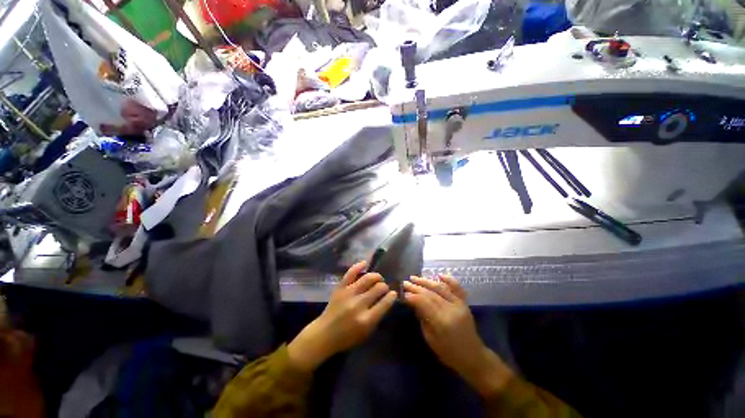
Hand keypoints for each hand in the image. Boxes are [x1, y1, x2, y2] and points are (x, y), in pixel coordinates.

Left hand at [288, 261, 396, 371]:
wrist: (324, 334)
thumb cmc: (347, 337)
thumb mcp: (366, 333)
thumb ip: (377, 316)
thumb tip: (387, 300)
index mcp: (366, 319)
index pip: (385, 303)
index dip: (392, 296)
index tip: (394, 293)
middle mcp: (358, 304)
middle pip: (378, 288)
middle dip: (384, 286)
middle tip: (384, 288)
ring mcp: (348, 294)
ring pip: (367, 278)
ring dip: (376, 276)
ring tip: (378, 279)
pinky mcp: (340, 288)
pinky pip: (350, 273)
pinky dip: (358, 266)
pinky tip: (365, 263)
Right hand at [404, 275, 514, 396]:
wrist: (473, 356)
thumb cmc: (448, 352)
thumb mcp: (430, 338)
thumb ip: (422, 318)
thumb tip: (413, 301)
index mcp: (442, 322)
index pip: (424, 303)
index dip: (413, 296)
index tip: (403, 292)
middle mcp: (452, 310)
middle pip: (431, 294)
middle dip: (416, 287)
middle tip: (405, 283)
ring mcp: (459, 305)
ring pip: (441, 288)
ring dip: (426, 281)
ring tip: (415, 277)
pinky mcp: (465, 303)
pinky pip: (457, 288)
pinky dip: (448, 279)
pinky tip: (439, 274)